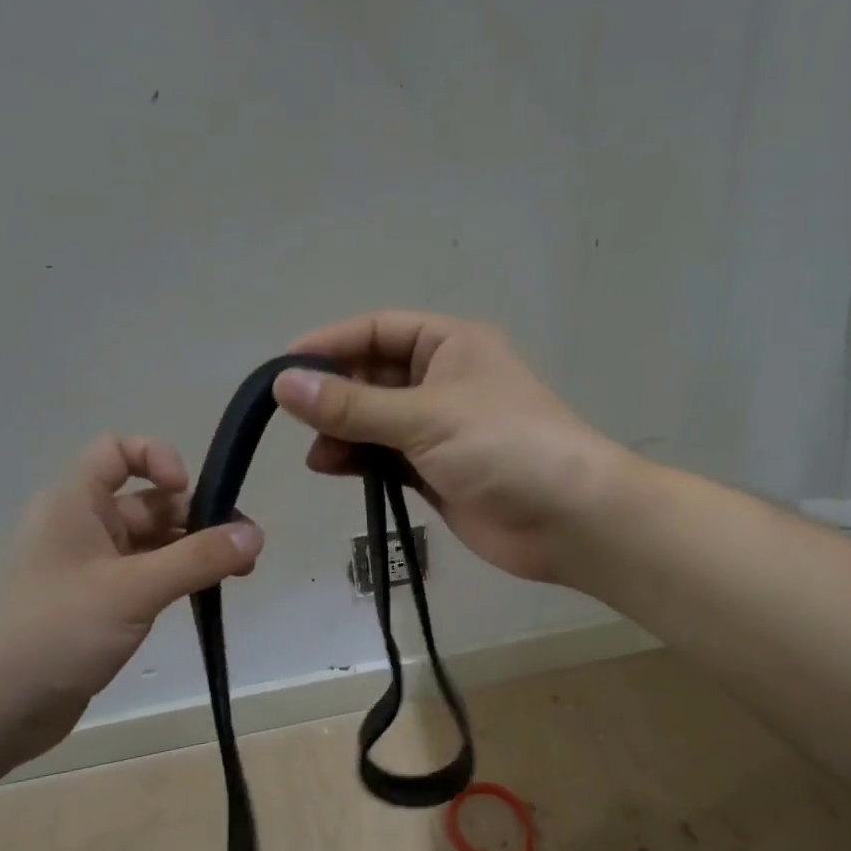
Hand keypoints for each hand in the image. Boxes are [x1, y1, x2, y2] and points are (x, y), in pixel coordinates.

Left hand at [0, 434, 261, 764]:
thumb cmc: (58, 632)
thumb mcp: (134, 589)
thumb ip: (198, 559)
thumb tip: (256, 535)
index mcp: (74, 504)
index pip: (116, 450)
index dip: (156, 458)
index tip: (187, 490)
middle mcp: (80, 527)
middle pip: (147, 501)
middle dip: (196, 517)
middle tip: (243, 548)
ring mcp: (89, 568)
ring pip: (151, 542)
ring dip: (193, 550)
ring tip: (239, 573)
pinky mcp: (98, 604)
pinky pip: (145, 575)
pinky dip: (176, 578)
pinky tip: (205, 594)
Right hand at [275, 311, 624, 583]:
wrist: (568, 519)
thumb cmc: (503, 447)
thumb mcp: (424, 417)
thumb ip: (352, 405)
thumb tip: (284, 385)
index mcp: (450, 345)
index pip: (376, 331)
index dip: (329, 345)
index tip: (282, 368)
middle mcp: (442, 380)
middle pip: (372, 377)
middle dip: (334, 396)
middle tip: (296, 420)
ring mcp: (439, 429)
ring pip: (375, 421)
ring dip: (343, 433)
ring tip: (318, 455)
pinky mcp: (436, 471)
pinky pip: (385, 457)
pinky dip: (360, 461)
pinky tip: (334, 469)